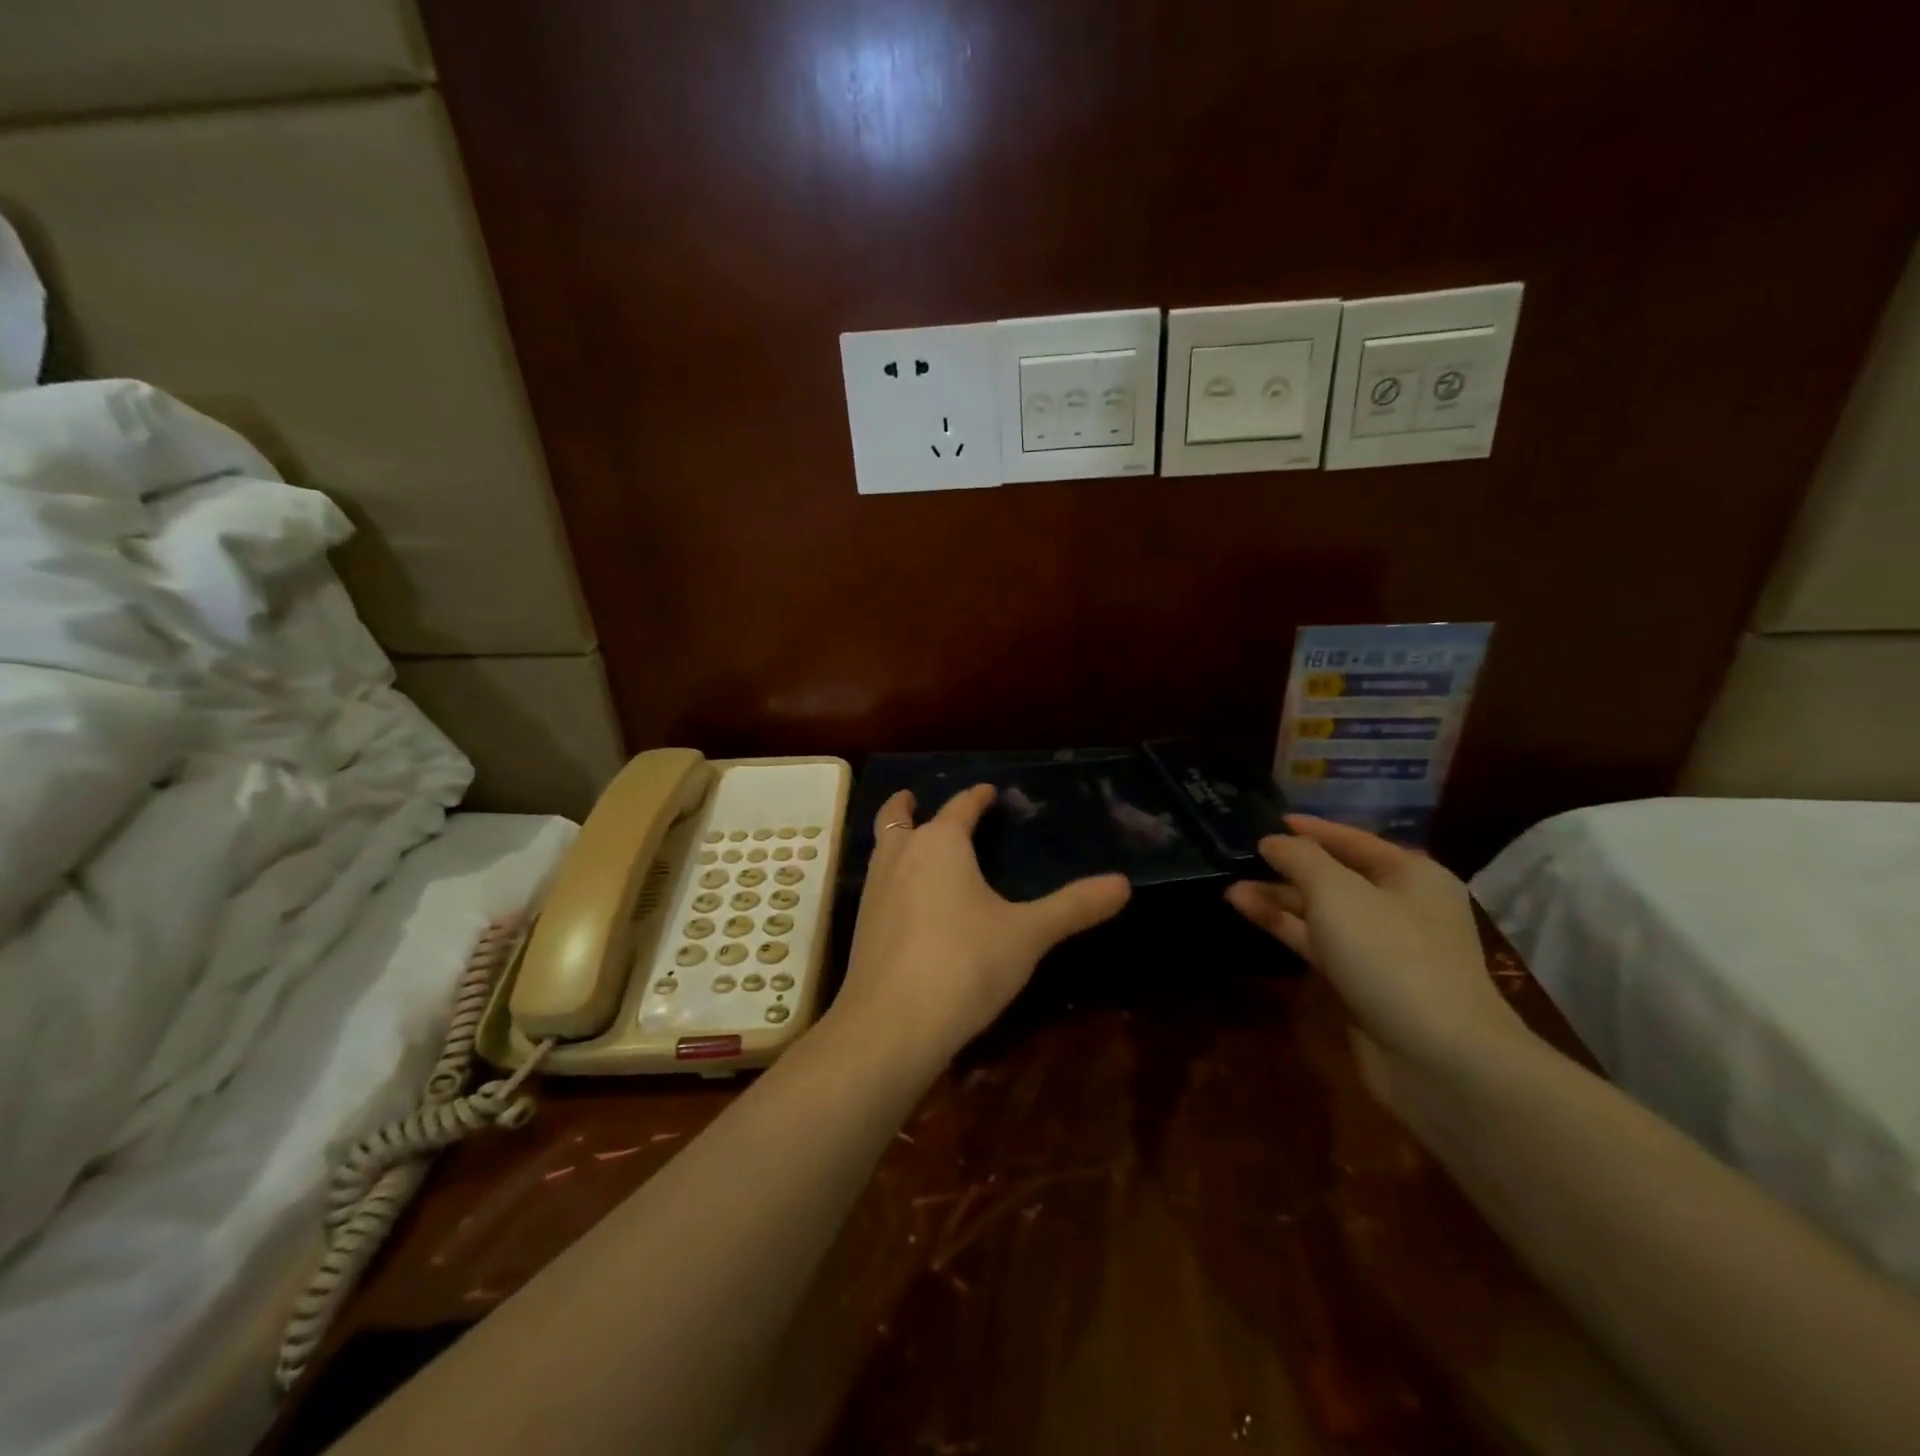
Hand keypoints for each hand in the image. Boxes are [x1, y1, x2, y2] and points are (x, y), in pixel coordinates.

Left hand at [830, 785, 1130, 1066]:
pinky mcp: (862, 927)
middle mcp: (900, 857)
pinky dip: (890, 876)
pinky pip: (877, 885)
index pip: (960, 808)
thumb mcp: (1028, 935)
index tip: (987, 790)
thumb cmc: (966, 963)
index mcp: (940, 844)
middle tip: (915, 799)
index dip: (976, 797)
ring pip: (882, 850)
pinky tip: (906, 901)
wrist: (891, 1025)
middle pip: (897, 819)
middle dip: (908, 807)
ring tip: (912, 844)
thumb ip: (1073, 907)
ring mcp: (874, 892)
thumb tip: (1123, 883)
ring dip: (896, 840)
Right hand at [1225, 816, 1530, 1079]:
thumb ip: (1300, 859)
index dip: (1311, 829)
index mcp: (1410, 874)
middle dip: (1289, 866)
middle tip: (1241, 856)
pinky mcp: (1362, 982)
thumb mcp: (1338, 892)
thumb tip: (1273, 841)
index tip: (1269, 820)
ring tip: (1230, 887)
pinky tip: (1247, 911)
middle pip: (1336, 876)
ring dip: (1278, 898)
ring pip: (1321, 912)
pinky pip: (1317, 943)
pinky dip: (1284, 926)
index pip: (1352, 839)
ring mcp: (1381, 948)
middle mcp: (1399, 905)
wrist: (1439, 1057)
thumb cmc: (1391, 955)